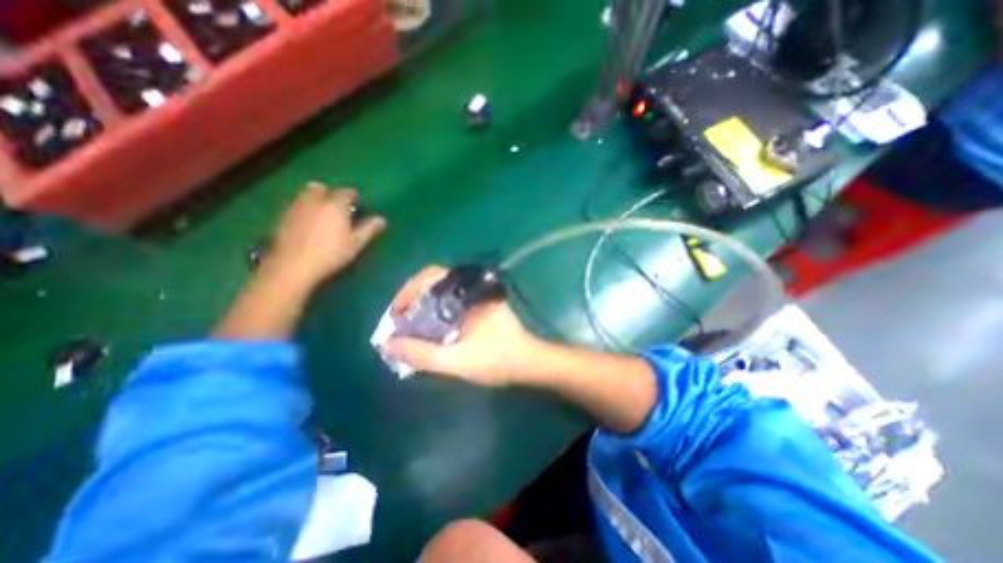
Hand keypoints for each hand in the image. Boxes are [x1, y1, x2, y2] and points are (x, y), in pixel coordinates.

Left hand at [264, 183, 385, 289]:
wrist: (293, 266)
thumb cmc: (331, 254)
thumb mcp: (356, 243)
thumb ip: (369, 229)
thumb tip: (382, 219)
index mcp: (335, 204)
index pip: (347, 192)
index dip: (353, 198)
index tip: (357, 207)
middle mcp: (314, 199)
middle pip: (321, 188)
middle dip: (330, 194)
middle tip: (338, 209)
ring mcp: (295, 207)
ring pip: (306, 195)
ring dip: (315, 200)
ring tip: (323, 216)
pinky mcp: (281, 217)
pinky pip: (295, 206)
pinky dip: (304, 210)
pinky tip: (308, 225)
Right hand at [386, 266, 544, 384]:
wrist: (530, 362)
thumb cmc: (498, 360)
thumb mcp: (457, 361)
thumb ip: (422, 354)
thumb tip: (389, 344)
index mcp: (468, 292)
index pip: (431, 275)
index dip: (407, 291)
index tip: (396, 313)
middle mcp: (472, 288)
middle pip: (434, 281)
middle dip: (413, 298)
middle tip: (400, 319)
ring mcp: (477, 296)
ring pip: (442, 291)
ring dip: (423, 304)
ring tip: (409, 324)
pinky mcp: (480, 305)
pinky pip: (451, 301)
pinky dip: (436, 310)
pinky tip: (430, 328)